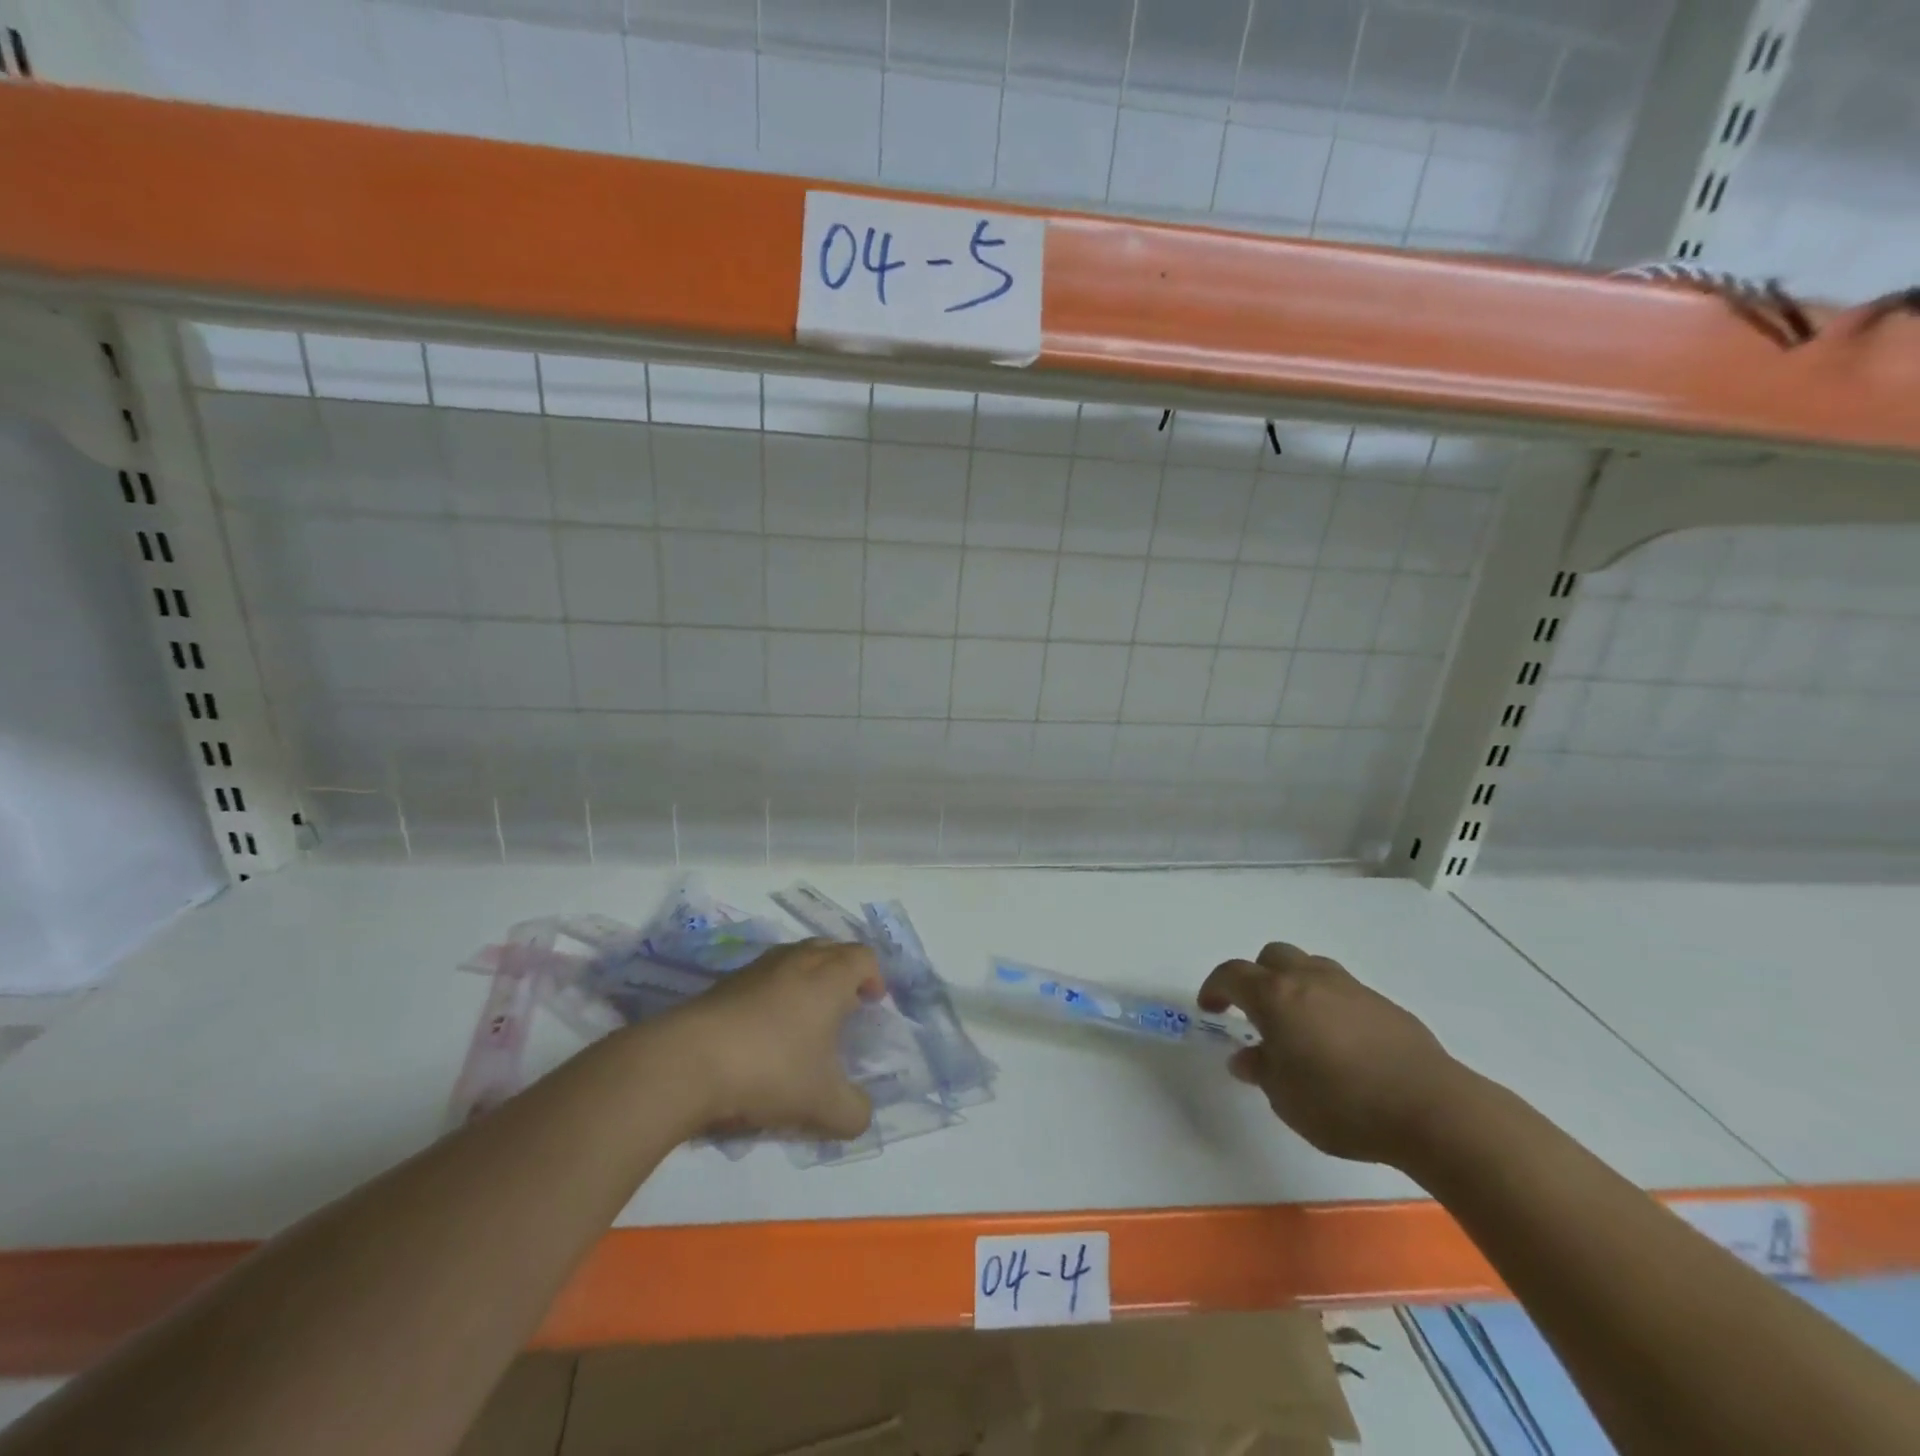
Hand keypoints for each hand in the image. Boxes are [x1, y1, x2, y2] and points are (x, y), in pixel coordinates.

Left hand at [664, 940, 883, 1140]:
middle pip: (830, 948)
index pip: (863, 956)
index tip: (872, 1004)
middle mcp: (796, 961)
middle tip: (844, 1005)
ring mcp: (757, 968)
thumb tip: (862, 1115)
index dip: (874, 976)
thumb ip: (853, 1112)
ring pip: (794, 958)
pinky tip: (764, 1031)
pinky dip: (774, 992)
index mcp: (828, 977)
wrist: (687, 1062)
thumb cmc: (770, 1070)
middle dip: (843, 971)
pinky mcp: (724, 983)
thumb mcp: (822, 1104)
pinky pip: (763, 976)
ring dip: (807, 979)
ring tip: (804, 1017)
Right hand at [1199, 943, 1464, 1166]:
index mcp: (1276, 996)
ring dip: (1294, 986)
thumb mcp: (1285, 1098)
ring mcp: (1350, 988)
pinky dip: (1328, 1004)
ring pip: (1310, 967)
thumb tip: (1247, 1056)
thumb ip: (1262, 1070)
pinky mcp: (1384, 1005)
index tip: (1209, 1007)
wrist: (1433, 1109)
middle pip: (1273, 957)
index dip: (1215, 987)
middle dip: (1257, 977)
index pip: (1232, 974)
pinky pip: (1342, 991)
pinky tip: (1340, 1043)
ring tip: (1299, 1024)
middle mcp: (1309, 980)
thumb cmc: (1343, 1104)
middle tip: (1255, 1012)